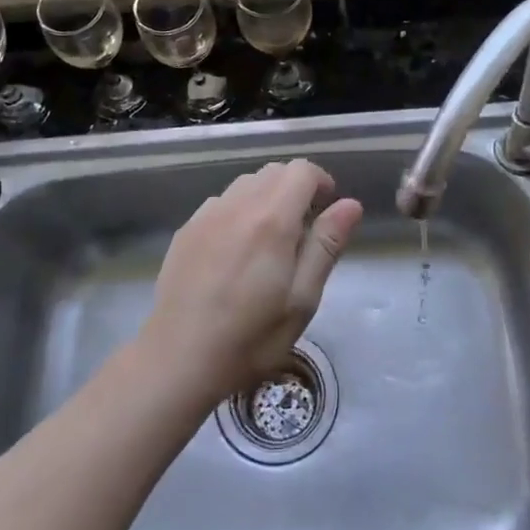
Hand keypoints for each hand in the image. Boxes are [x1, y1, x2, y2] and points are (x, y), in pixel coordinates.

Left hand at [141, 160, 363, 402]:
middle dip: (295, 188)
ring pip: (245, 184)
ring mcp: (206, 215)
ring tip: (270, 239)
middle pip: (273, 172)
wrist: (179, 358)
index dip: (321, 182)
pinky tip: (236, 250)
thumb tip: (350, 205)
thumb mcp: (302, 299)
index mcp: (271, 220)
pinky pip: (221, 202)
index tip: (327, 210)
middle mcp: (237, 205)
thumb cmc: (251, 337)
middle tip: (304, 230)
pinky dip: (239, 211)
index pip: (301, 171)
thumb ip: (326, 245)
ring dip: (266, 197)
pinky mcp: (186, 230)